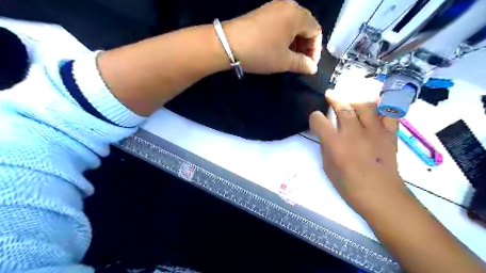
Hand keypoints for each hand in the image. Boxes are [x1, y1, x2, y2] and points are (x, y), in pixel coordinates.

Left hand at [224, 0, 321, 74]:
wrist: (228, 43)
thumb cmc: (261, 52)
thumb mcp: (284, 61)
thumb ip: (302, 64)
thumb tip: (312, 68)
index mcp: (297, 15)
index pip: (316, 31)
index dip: (315, 50)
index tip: (309, 65)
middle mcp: (288, 5)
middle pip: (305, 26)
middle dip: (305, 46)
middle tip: (300, 62)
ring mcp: (274, 6)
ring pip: (292, 25)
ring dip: (294, 42)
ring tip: (288, 58)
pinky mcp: (263, 12)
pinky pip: (281, 23)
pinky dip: (284, 36)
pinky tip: (277, 48)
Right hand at [310, 91, 406, 214]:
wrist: (380, 195)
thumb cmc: (349, 185)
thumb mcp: (328, 167)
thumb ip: (326, 147)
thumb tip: (326, 134)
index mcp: (335, 144)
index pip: (319, 121)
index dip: (315, 117)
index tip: (315, 119)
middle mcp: (354, 133)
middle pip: (343, 107)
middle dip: (334, 98)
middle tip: (330, 94)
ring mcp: (374, 132)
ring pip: (364, 105)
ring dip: (354, 99)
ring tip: (350, 98)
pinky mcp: (389, 134)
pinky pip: (388, 112)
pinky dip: (382, 105)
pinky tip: (375, 103)